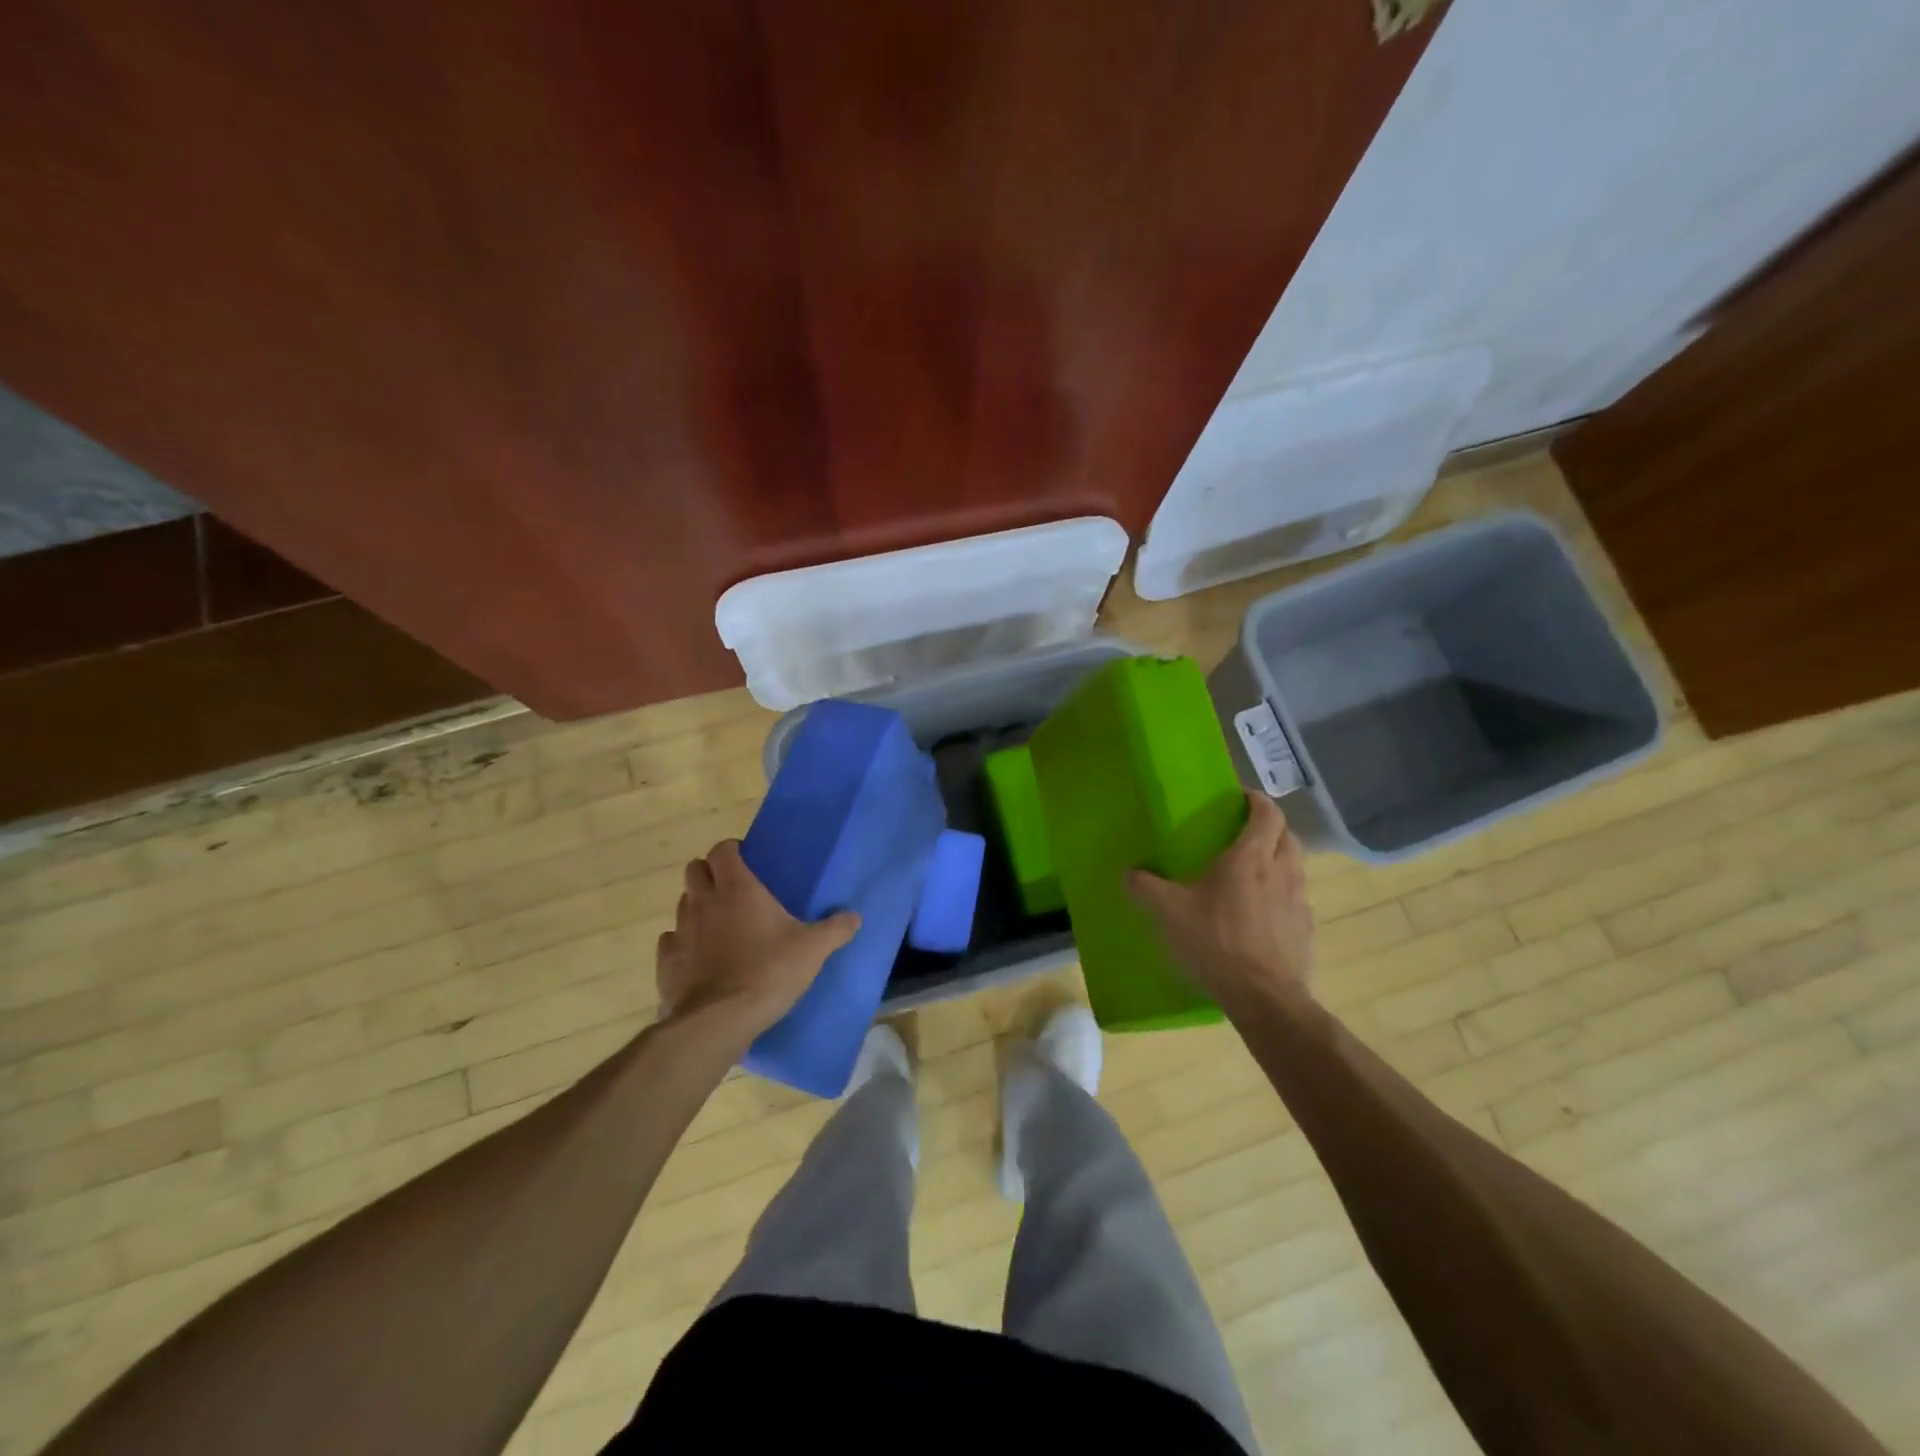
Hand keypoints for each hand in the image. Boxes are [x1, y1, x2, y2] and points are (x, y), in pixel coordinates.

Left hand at [656, 840, 860, 1043]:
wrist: (719, 1021)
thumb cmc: (769, 972)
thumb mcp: (813, 950)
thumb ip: (835, 929)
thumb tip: (855, 917)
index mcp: (738, 889)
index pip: (723, 850)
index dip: (732, 850)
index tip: (747, 859)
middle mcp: (704, 902)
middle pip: (695, 870)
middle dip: (710, 872)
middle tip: (732, 888)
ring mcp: (681, 931)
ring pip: (683, 903)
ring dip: (698, 905)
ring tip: (719, 922)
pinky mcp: (666, 962)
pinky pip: (671, 940)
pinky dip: (683, 941)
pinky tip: (700, 955)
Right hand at [1126, 793, 1314, 1012]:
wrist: (1264, 998)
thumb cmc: (1216, 942)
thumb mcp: (1167, 912)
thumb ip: (1144, 887)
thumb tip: (1128, 872)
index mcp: (1251, 857)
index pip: (1267, 812)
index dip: (1256, 800)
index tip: (1239, 798)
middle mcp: (1282, 871)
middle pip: (1286, 836)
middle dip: (1269, 829)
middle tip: (1242, 834)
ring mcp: (1299, 903)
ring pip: (1295, 868)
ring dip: (1278, 861)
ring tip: (1251, 874)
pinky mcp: (1305, 932)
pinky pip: (1296, 901)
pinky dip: (1282, 897)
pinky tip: (1260, 915)